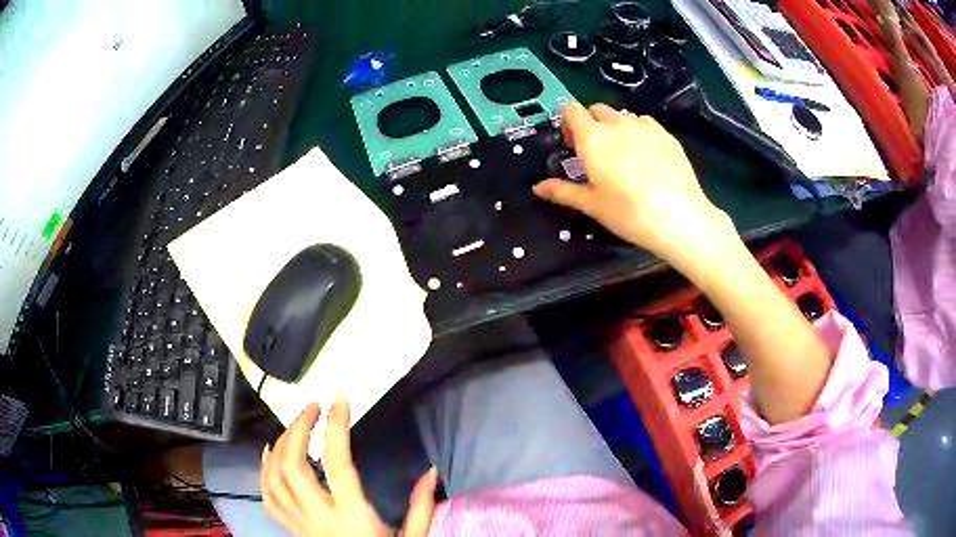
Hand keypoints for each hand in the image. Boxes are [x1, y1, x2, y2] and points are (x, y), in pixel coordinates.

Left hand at [261, 399, 437, 536]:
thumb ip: (421, 508)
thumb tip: (430, 472)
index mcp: (353, 516)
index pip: (337, 463)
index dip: (335, 427)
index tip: (339, 401)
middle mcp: (320, 517)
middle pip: (293, 465)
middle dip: (298, 428)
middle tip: (312, 408)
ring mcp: (300, 524)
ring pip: (274, 478)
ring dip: (279, 444)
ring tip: (293, 425)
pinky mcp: (292, 530)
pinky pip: (269, 497)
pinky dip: (264, 470)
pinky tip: (270, 454)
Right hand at [533, 102, 729, 260]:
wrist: (677, 216)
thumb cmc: (628, 212)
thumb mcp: (592, 204)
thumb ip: (563, 191)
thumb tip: (537, 187)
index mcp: (593, 138)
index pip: (572, 109)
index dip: (568, 122)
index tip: (573, 143)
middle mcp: (616, 124)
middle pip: (597, 109)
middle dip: (592, 124)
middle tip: (598, 151)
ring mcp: (644, 126)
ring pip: (623, 116)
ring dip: (617, 127)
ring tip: (625, 155)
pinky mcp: (665, 134)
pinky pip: (645, 123)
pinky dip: (640, 132)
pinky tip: (647, 155)